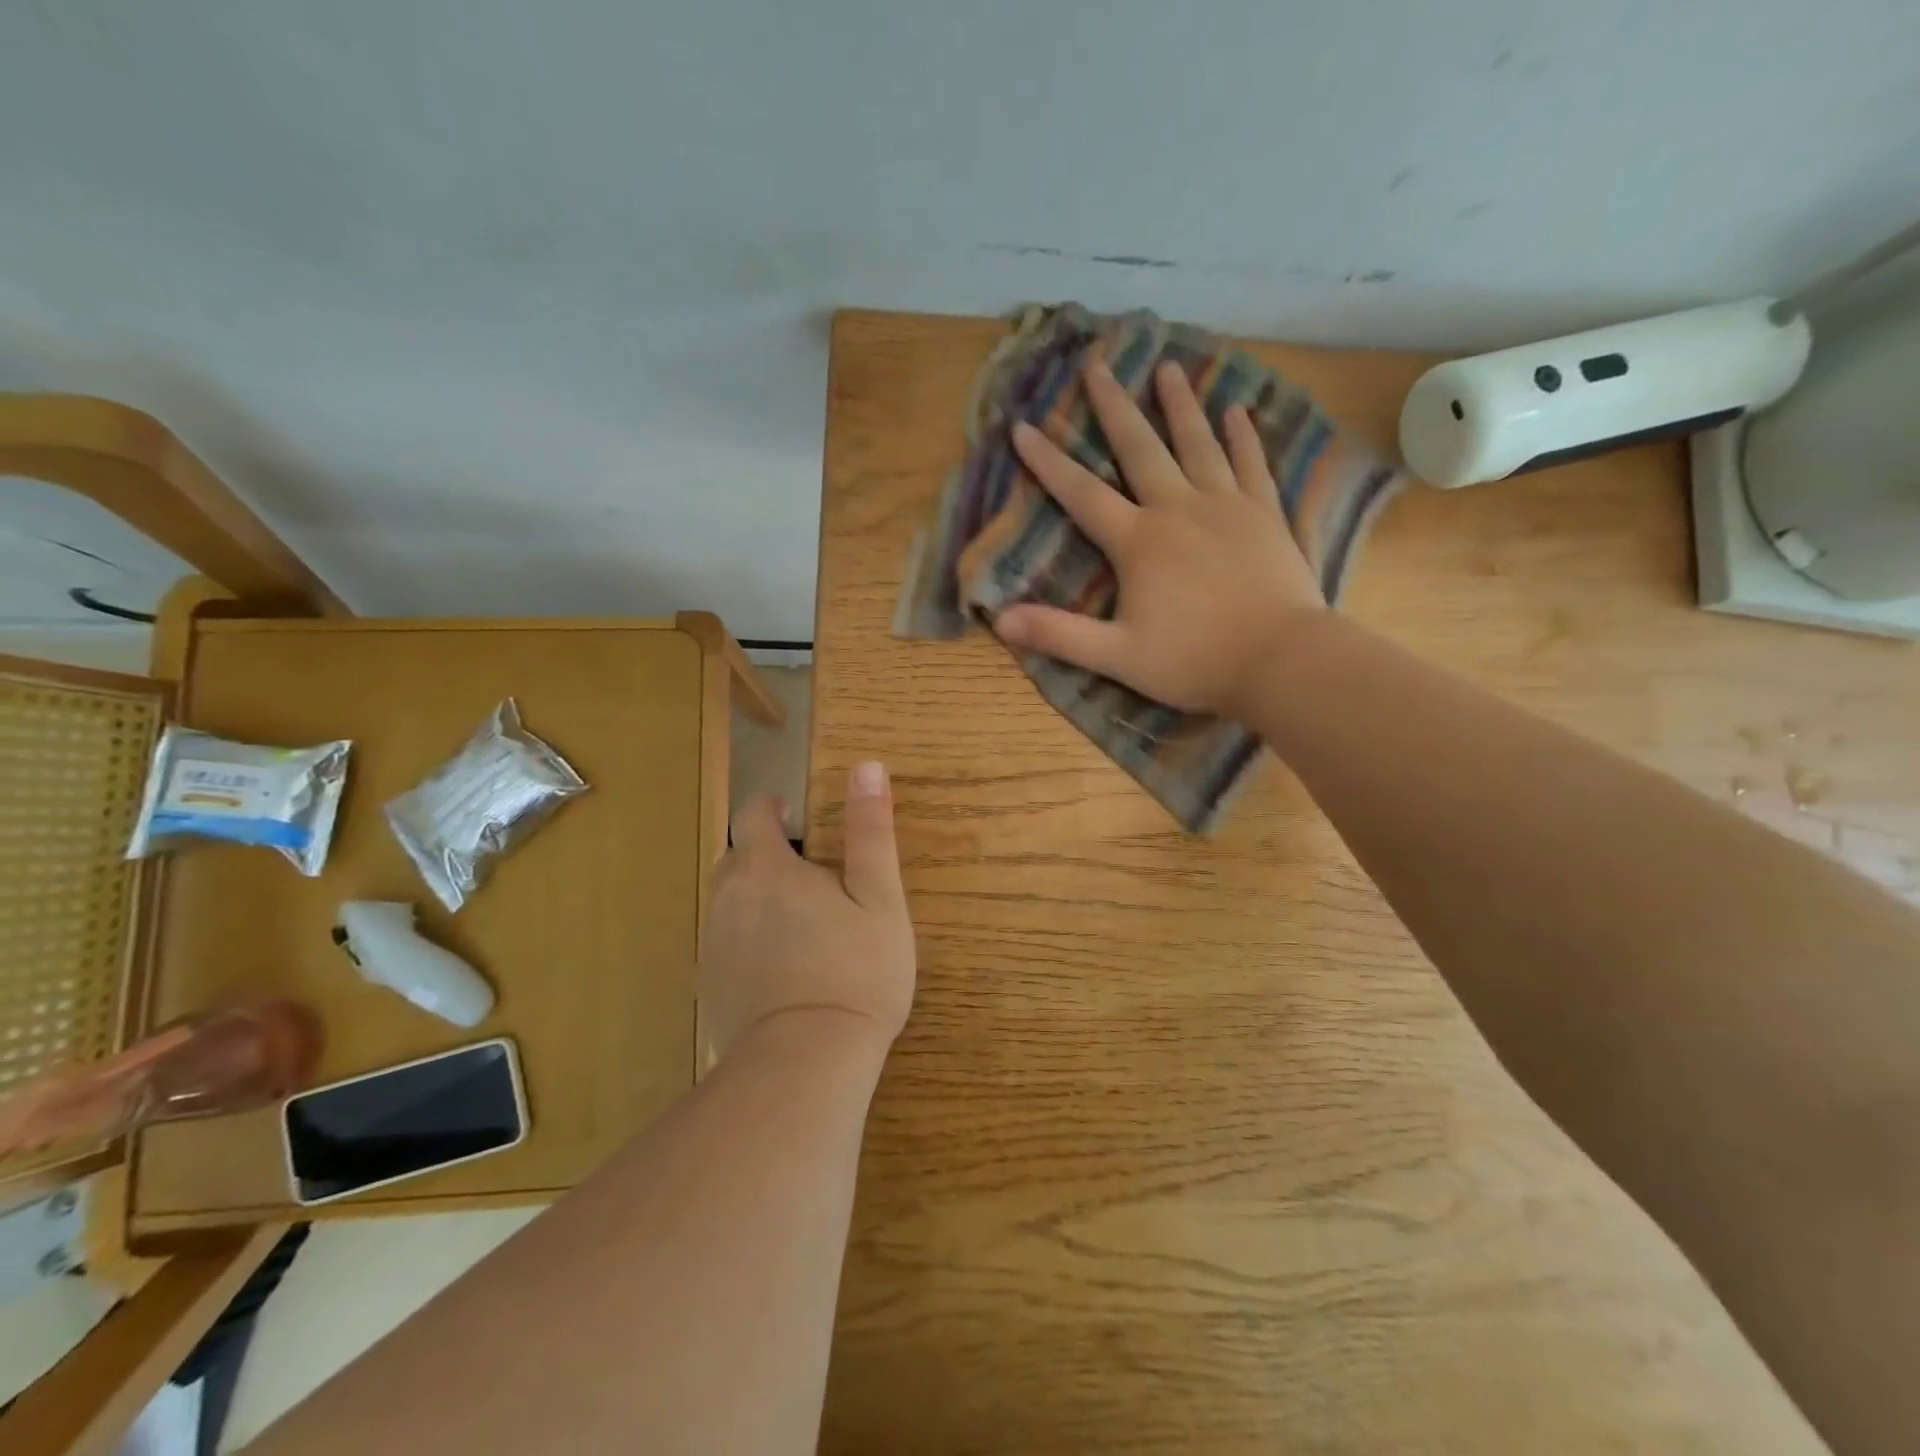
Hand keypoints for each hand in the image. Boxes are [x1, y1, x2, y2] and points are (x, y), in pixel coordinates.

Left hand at [699, 762, 916, 1066]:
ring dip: (760, 900)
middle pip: (738, 857)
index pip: (751, 813)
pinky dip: (750, 941)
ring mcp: (713, 944)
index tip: (801, 823)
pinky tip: (785, 970)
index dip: (773, 808)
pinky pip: (727, 943)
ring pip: (732, 901)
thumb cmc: (855, 970)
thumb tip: (866, 766)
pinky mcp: (710, 985)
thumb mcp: (879, 897)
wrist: (807, 1062)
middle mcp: (727, 898)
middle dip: (769, 856)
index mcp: (764, 868)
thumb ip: (870, 831)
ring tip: (806, 928)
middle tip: (817, 883)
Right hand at [993, 357, 1325, 719]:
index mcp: (1138, 541)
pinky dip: (1243, 437)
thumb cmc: (1193, 661)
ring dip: (1180, 406)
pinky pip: (1252, 465)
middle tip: (1098, 364)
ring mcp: (1227, 507)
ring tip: (1169, 369)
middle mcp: (1179, 509)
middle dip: (1114, 406)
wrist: (1280, 660)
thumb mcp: (1116, 656)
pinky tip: (1237, 412)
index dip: (1048, 462)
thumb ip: (1058, 635)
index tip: (1023, 426)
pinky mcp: (1266, 516)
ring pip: (1199, 444)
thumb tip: (999, 620)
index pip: (1082, 493)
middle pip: (1141, 448)